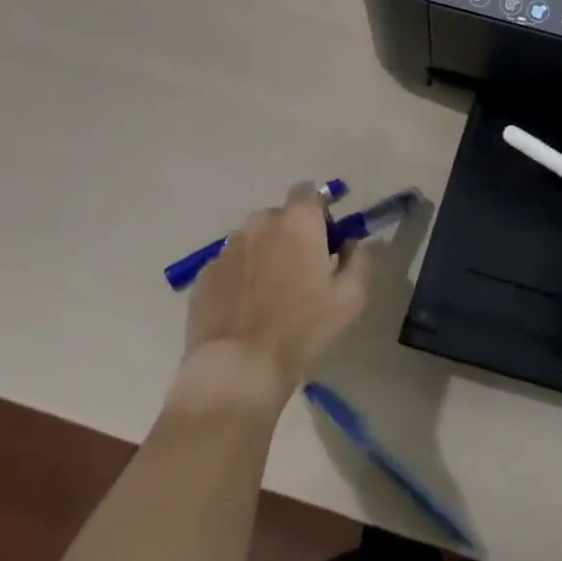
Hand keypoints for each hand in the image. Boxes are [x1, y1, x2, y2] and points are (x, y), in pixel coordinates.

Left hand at [176, 183, 371, 406]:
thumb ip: (358, 259)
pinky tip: (245, 310)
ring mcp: (227, 249)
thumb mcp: (351, 297)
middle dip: (291, 235)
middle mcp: (260, 223)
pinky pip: (230, 266)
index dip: (319, 212)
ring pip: (253, 240)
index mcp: (298, 221)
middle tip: (301, 272)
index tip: (325, 240)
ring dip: (264, 255)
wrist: (237, 369)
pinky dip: (240, 278)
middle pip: (280, 217)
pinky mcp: (203, 275)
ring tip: (270, 295)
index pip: (309, 191)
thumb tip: (350, 243)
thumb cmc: (302, 329)